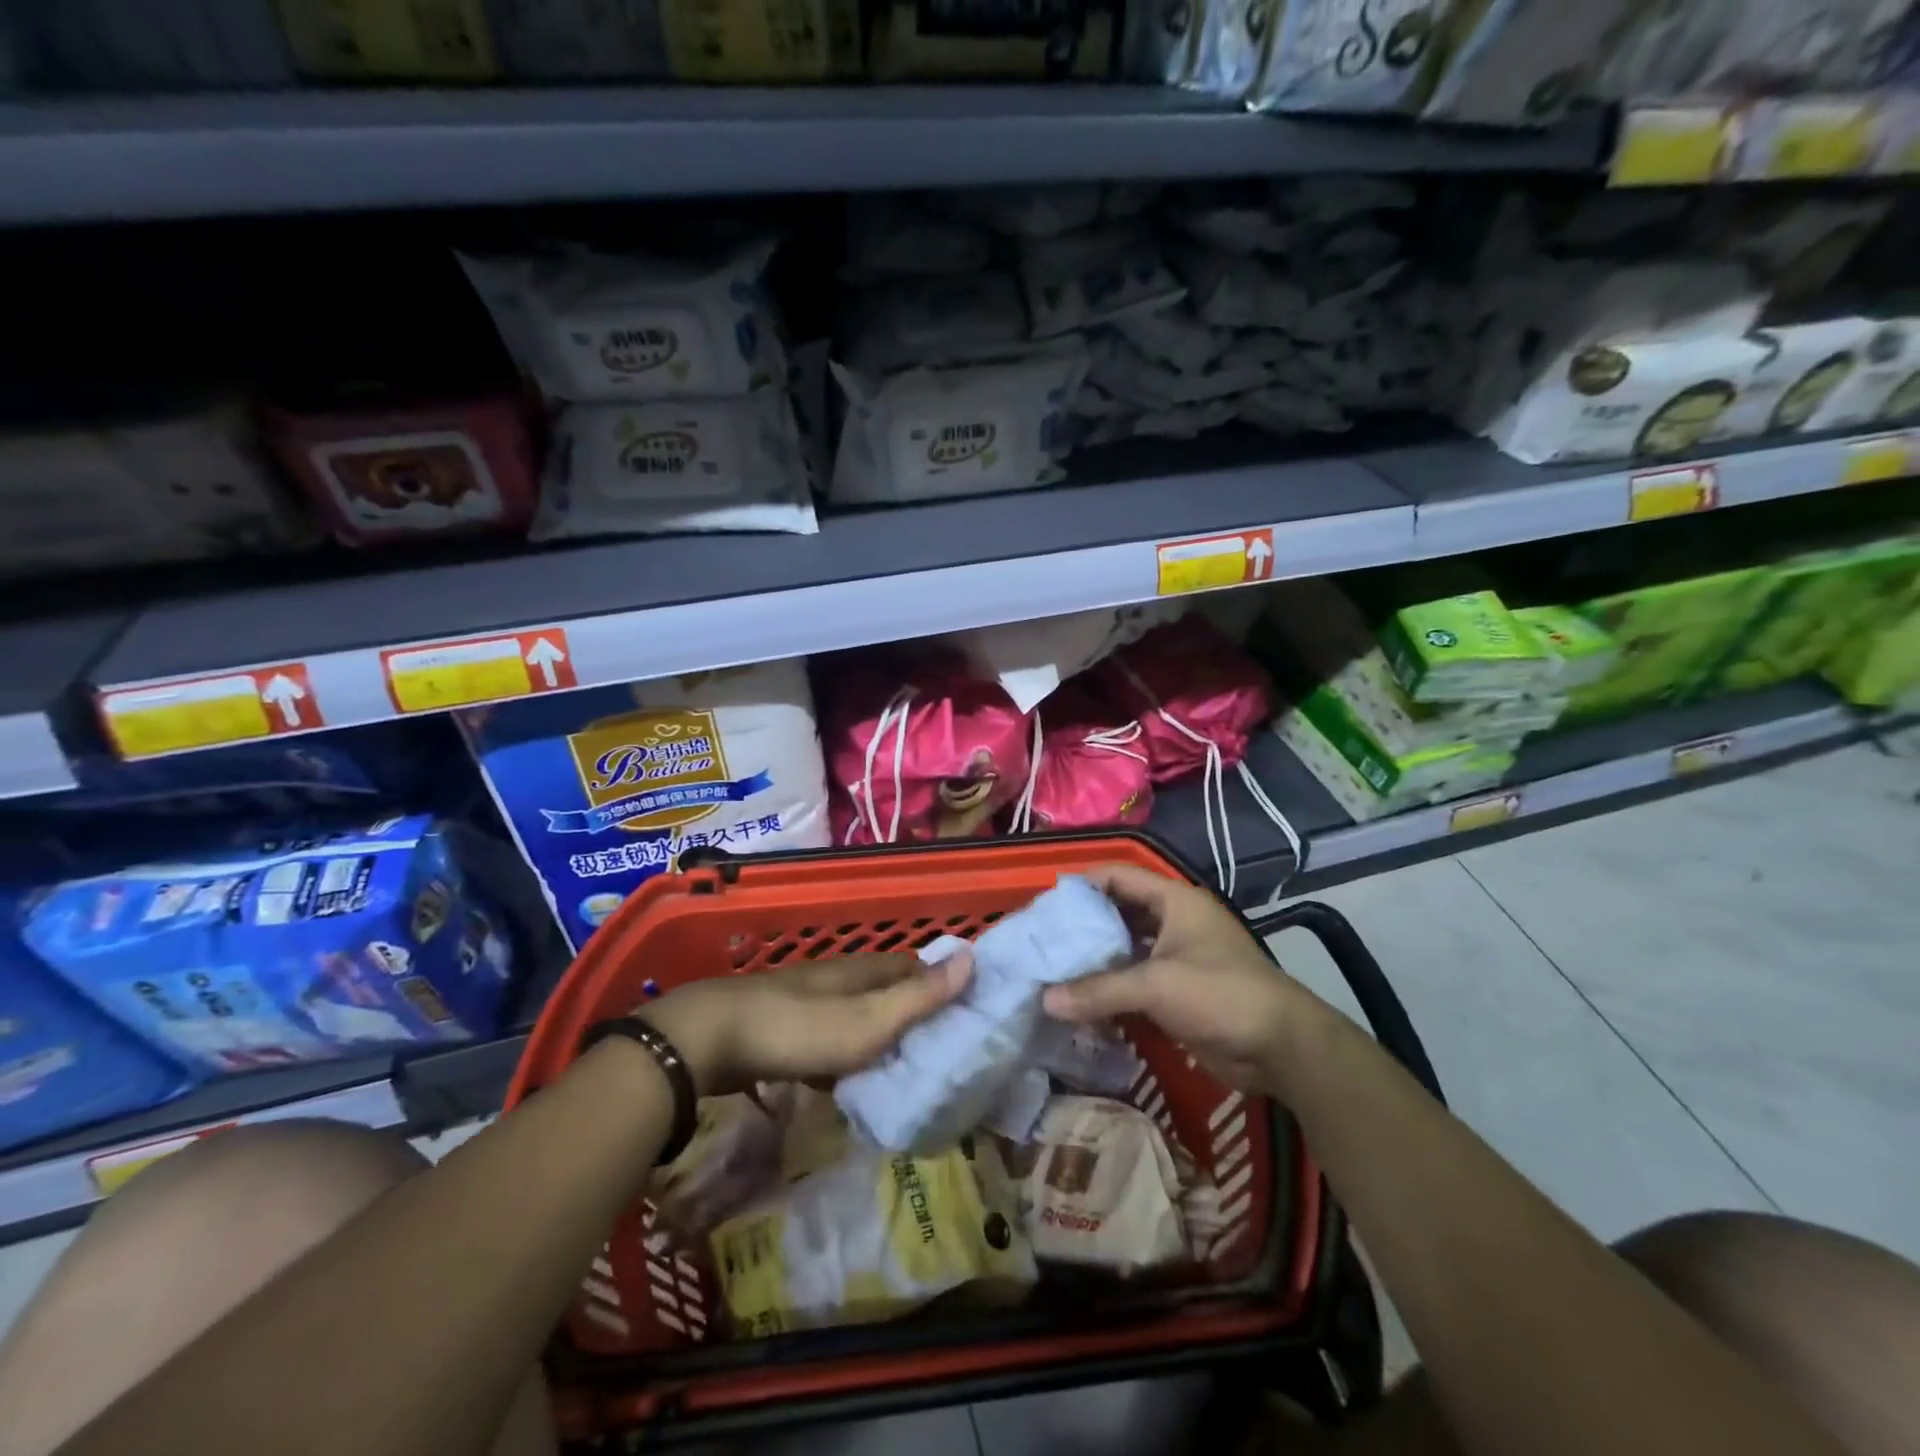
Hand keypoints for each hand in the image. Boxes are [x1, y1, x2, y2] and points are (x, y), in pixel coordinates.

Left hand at [640, 951, 971, 1096]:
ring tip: (905, 1071)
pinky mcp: (784, 1030)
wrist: (709, 1040)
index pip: (915, 967)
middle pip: (886, 990)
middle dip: (913, 1012)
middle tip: (943, 1049)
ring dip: (880, 1036)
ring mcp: (808, 1003)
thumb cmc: (799, 1028)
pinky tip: (850, 1083)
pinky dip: (847, 1056)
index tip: (969, 1011)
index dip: (942, 982)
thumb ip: (920, 996)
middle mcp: (839, 979)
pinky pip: (830, 1040)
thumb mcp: (868, 1019)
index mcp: (864, 971)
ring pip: (858, 1015)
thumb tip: (972, 956)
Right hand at [1042, 864, 1315, 1092]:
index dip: (1082, 884)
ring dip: (1095, 960)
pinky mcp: (1178, 991)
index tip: (1046, 904)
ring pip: (1125, 950)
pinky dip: (1110, 988)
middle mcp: (1174, 922)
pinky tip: (1080, 1000)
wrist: (1280, 1047)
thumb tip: (1045, 1000)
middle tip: (1043, 940)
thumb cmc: (1220, 994)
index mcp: (1174, 901)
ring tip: (1054, 969)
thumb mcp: (1156, 986)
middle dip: (1083, 927)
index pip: (1118, 876)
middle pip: (1118, 913)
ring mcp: (1177, 957)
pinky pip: (1134, 982)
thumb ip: (1098, 990)